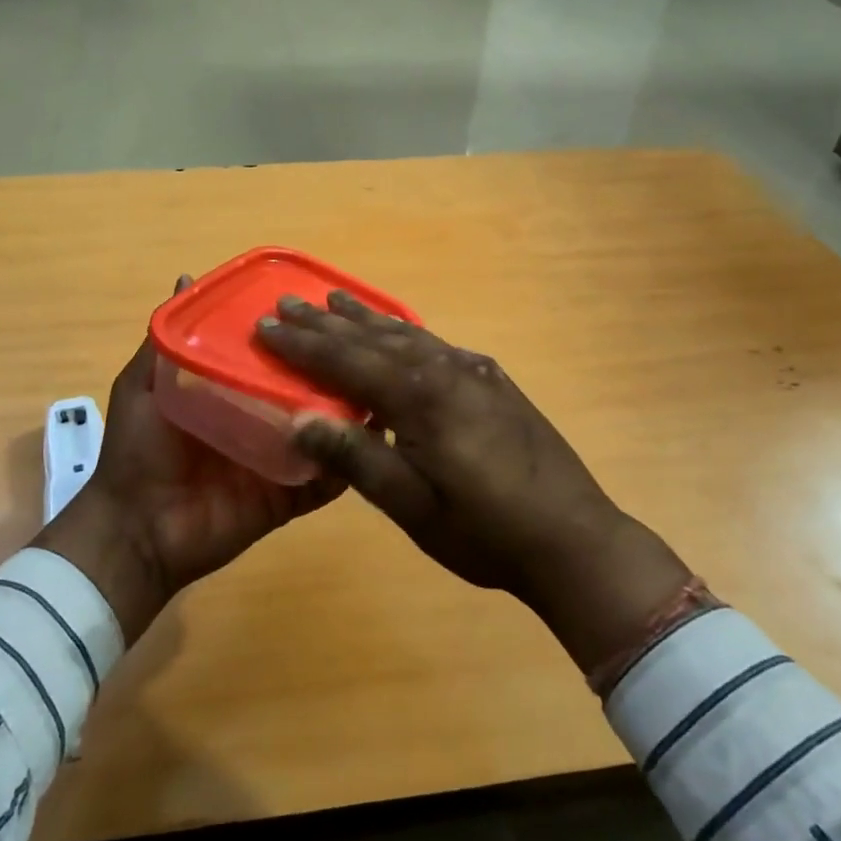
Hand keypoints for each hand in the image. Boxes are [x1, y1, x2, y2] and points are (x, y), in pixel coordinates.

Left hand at [34, 279, 343, 641]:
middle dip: (332, 371)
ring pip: (323, 431)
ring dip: (349, 415)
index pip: (273, 355)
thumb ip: (166, 339)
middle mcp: (260, 418)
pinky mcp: (288, 496)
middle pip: (304, 390)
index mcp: (232, 389)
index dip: (296, 334)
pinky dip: (348, 466)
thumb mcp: (144, 383)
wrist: (137, 527)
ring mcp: (277, 458)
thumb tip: (186, 277)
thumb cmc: (139, 449)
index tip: (326, 307)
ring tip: (381, 387)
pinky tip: (372, 443)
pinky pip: (324, 481)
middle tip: (367, 346)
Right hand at [256, 292, 692, 674]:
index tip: (265, 326)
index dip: (302, 345)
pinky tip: (400, 332)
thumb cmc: (485, 532)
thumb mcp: (412, 506)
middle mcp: (446, 370)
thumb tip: (298, 417)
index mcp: (421, 398)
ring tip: (334, 300)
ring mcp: (474, 372)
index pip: (347, 361)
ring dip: (366, 318)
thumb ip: (356, 458)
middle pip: (374, 338)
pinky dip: (405, 332)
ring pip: (408, 334)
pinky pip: (436, 344)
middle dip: (327, 322)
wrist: (575, 540)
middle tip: (288, 302)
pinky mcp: (494, 382)